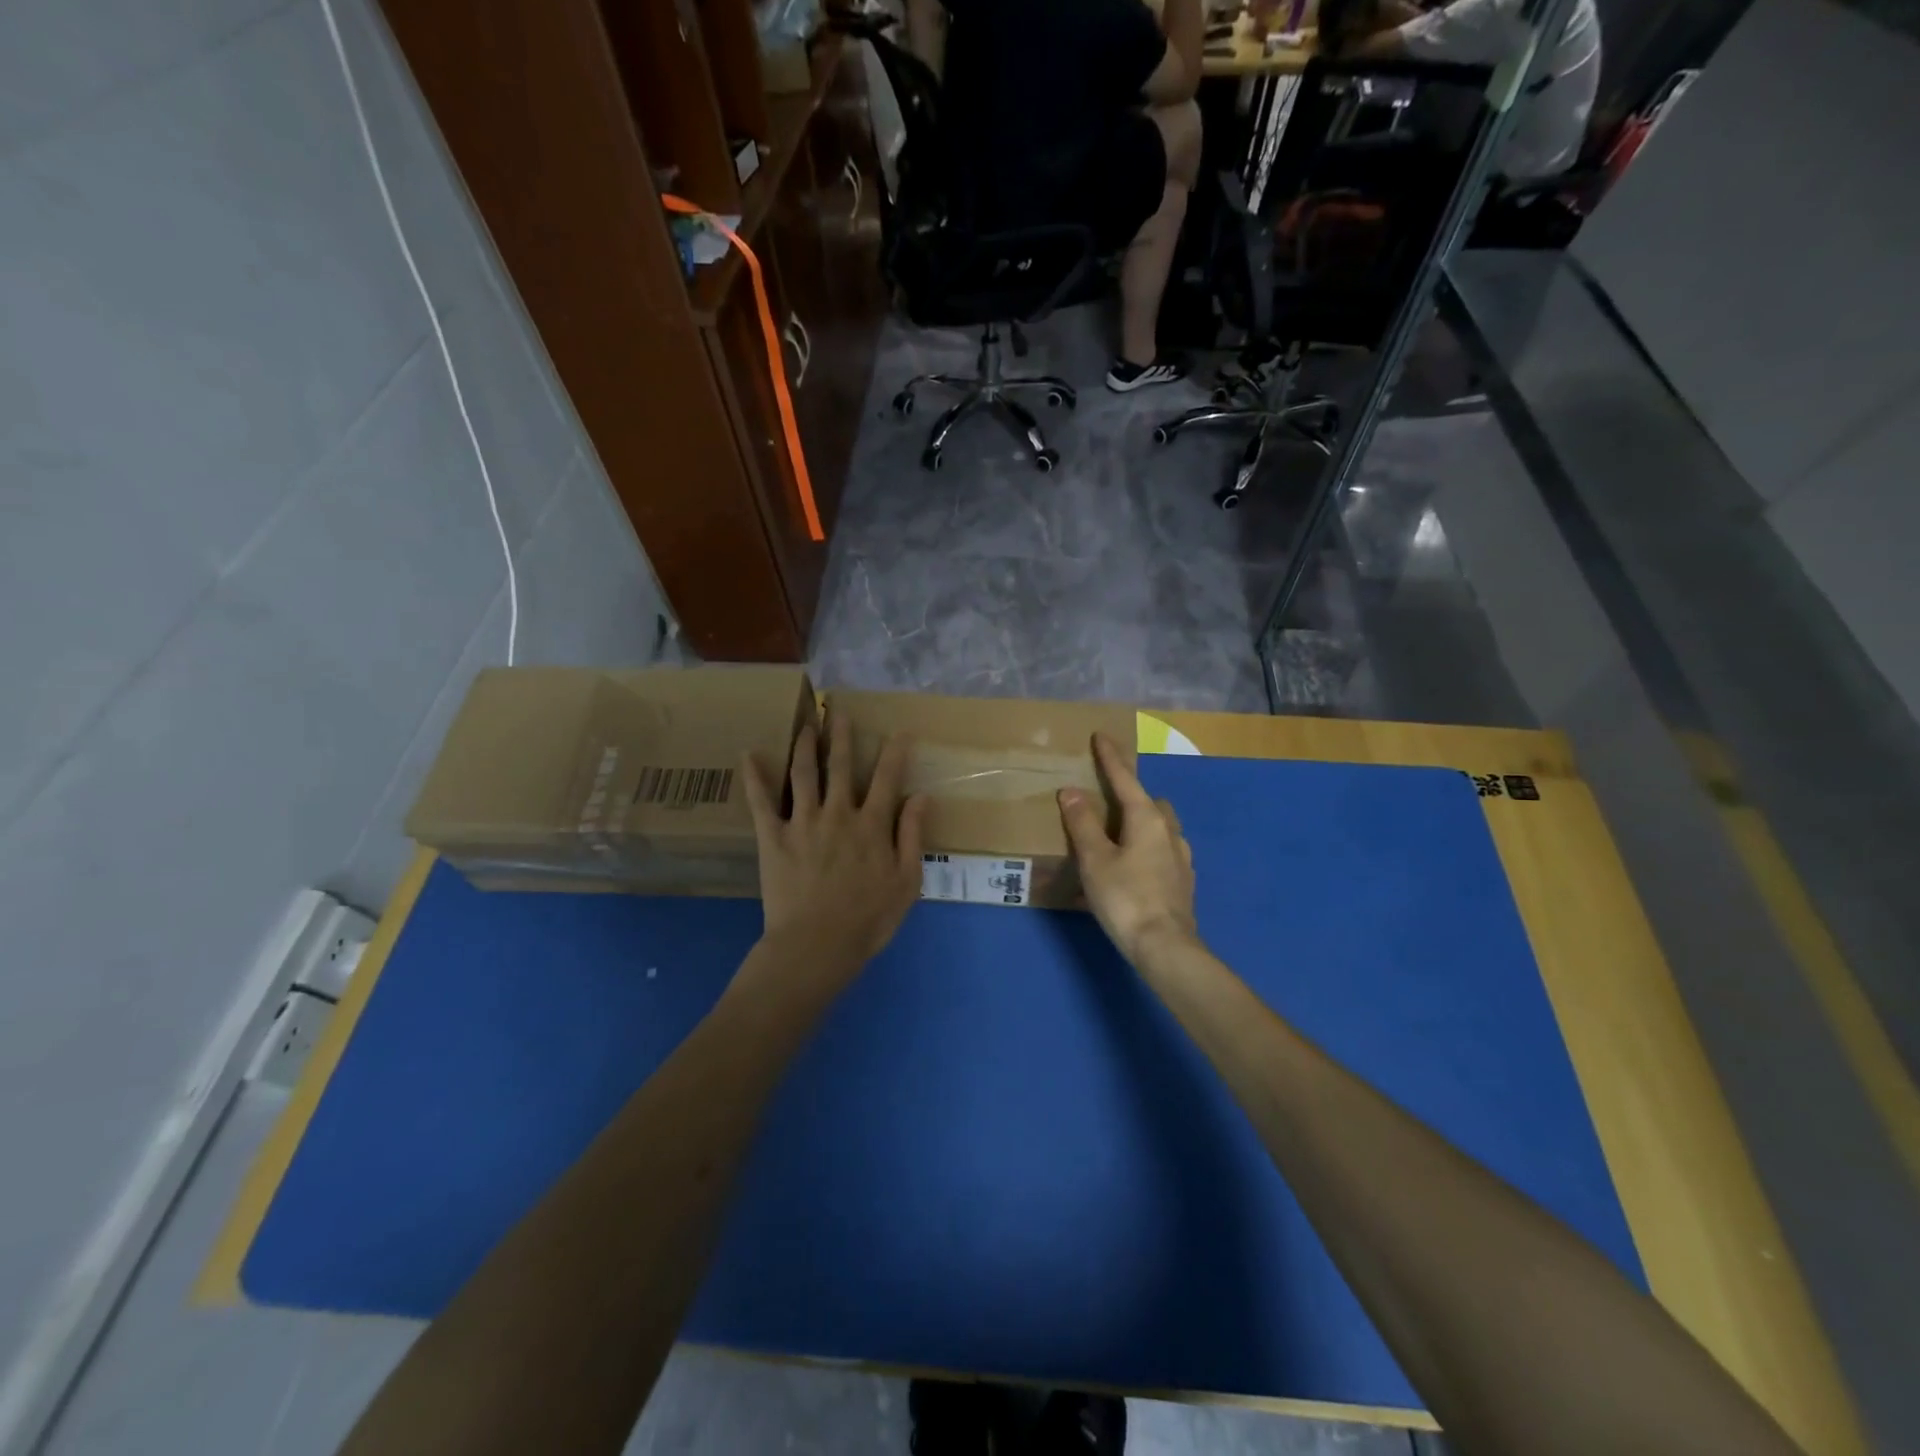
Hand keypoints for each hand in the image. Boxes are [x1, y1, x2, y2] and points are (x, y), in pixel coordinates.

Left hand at [742, 715, 927, 978]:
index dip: (894, 752)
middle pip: (841, 766)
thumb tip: (921, 797)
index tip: (899, 731)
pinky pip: (761, 802)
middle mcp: (838, 813)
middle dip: (841, 736)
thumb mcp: (906, 882)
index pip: (887, 779)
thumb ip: (912, 836)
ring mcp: (803, 822)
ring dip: (805, 746)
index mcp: (872, 825)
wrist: (817, 945)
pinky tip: (748, 755)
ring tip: (806, 726)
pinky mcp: (773, 837)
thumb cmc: (868, 919)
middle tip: (838, 712)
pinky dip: (754, 777)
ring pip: (804, 774)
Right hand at [1058, 732, 1198, 965]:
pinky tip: (1134, 868)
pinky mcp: (1183, 882)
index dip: (1111, 758)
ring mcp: (1181, 858)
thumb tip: (1071, 791)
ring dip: (1142, 823)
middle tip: (1108, 800)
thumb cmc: (1125, 898)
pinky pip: (1162, 852)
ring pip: (1161, 828)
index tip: (1102, 735)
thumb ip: (1083, 823)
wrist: (1165, 947)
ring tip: (1118, 835)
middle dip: (1132, 795)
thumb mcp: (1095, 859)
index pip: (1125, 779)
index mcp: (1147, 819)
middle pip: (1150, 802)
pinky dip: (1146, 849)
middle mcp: (1169, 832)